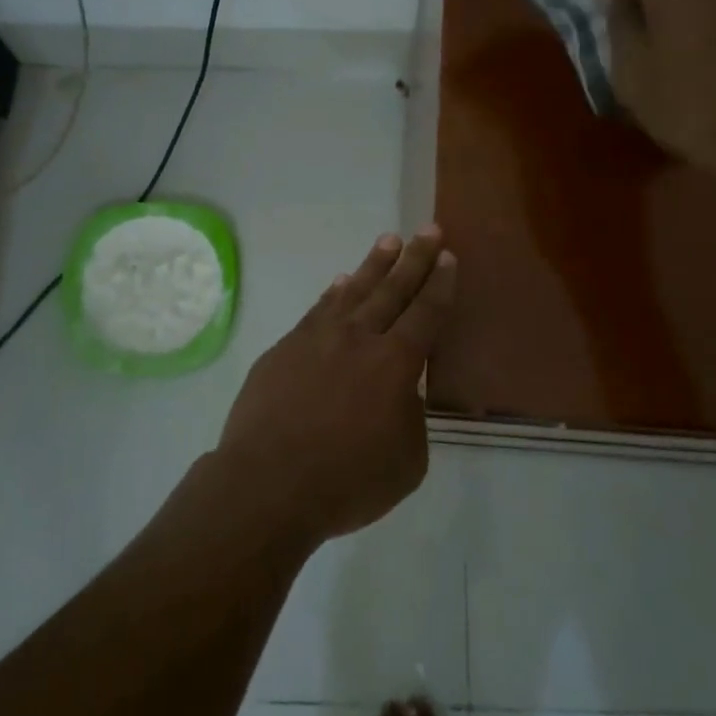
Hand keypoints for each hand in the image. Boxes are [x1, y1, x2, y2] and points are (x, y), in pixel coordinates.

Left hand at [215, 228, 456, 544]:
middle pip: (392, 290)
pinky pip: (317, 310)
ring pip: (353, 291)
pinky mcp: (285, 348)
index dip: (439, 285)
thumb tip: (400, 393)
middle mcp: (358, 339)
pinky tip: (340, 281)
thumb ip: (410, 418)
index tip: (448, 257)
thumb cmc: (346, 482)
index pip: (425, 314)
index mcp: (394, 364)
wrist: (267, 485)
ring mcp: (317, 339)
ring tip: (389, 241)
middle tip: (428, 230)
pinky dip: (333, 292)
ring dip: (374, 265)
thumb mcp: (406, 461)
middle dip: (415, 259)